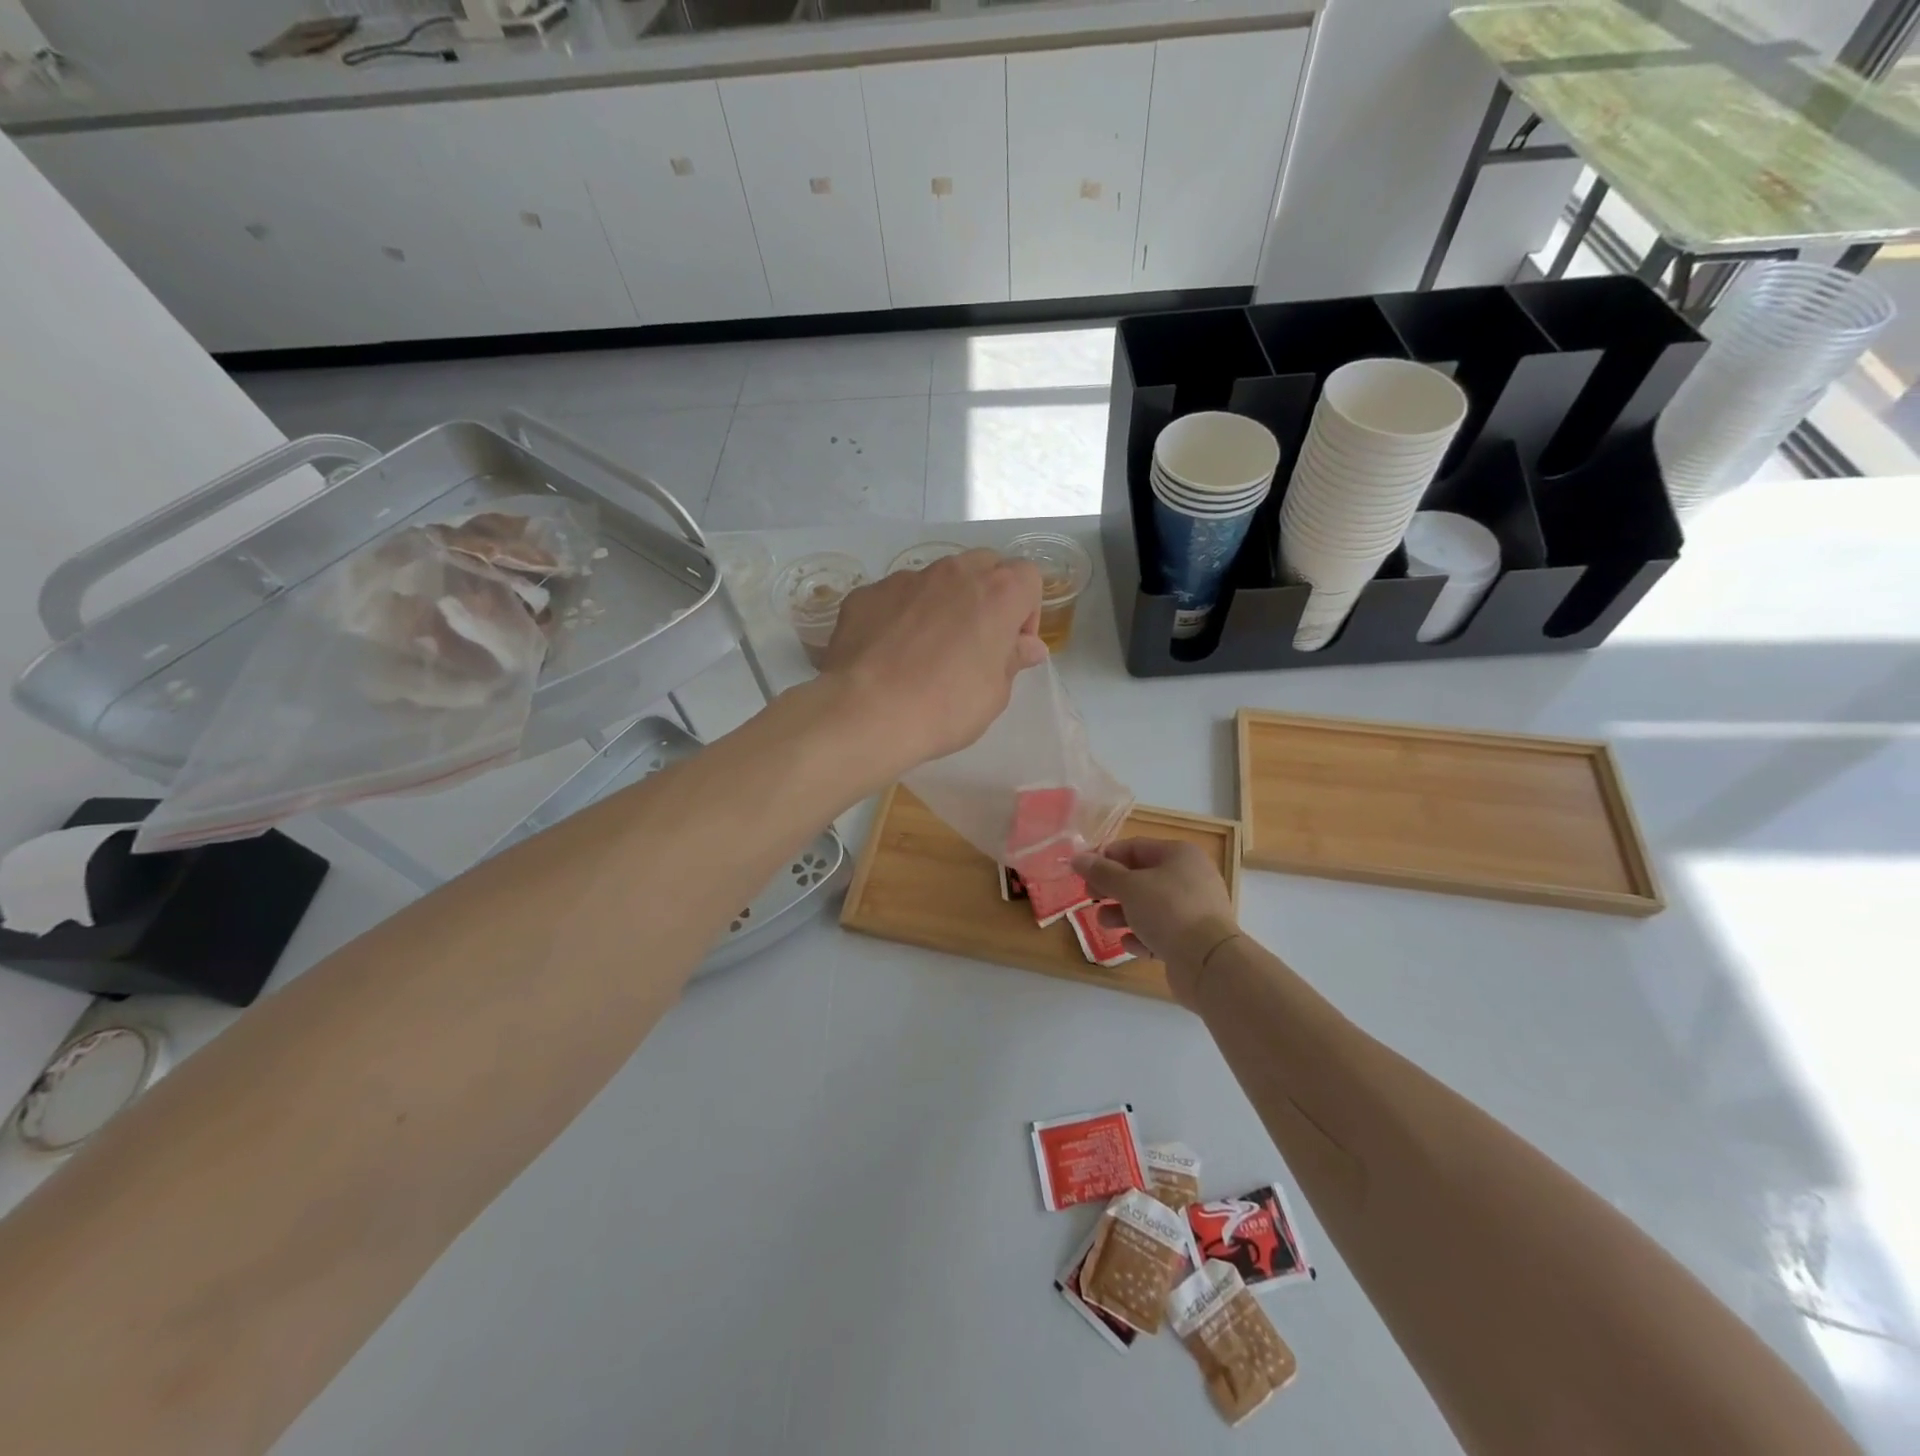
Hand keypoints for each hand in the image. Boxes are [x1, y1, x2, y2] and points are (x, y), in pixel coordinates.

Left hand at [818, 549, 1046, 775]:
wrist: (865, 713)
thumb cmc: (945, 708)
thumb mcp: (994, 694)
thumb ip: (1012, 660)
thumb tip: (1026, 646)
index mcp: (997, 593)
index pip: (1028, 577)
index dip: (1026, 612)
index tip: (1012, 646)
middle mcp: (953, 573)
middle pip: (984, 566)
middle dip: (987, 597)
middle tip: (974, 642)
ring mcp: (905, 579)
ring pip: (936, 579)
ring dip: (943, 603)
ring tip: (926, 650)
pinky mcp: (866, 594)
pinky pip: (895, 597)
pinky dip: (900, 616)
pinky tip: (889, 654)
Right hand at [1072, 839, 1239, 1006]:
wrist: (1209, 962)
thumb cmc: (1168, 911)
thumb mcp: (1129, 887)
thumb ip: (1101, 873)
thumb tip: (1077, 858)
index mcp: (1179, 855)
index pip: (1134, 847)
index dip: (1105, 857)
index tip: (1082, 872)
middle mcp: (1190, 878)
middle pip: (1141, 877)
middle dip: (1112, 889)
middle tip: (1090, 898)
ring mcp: (1194, 910)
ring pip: (1150, 906)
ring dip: (1123, 914)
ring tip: (1104, 923)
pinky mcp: (1193, 939)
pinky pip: (1161, 932)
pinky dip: (1143, 936)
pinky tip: (1129, 944)